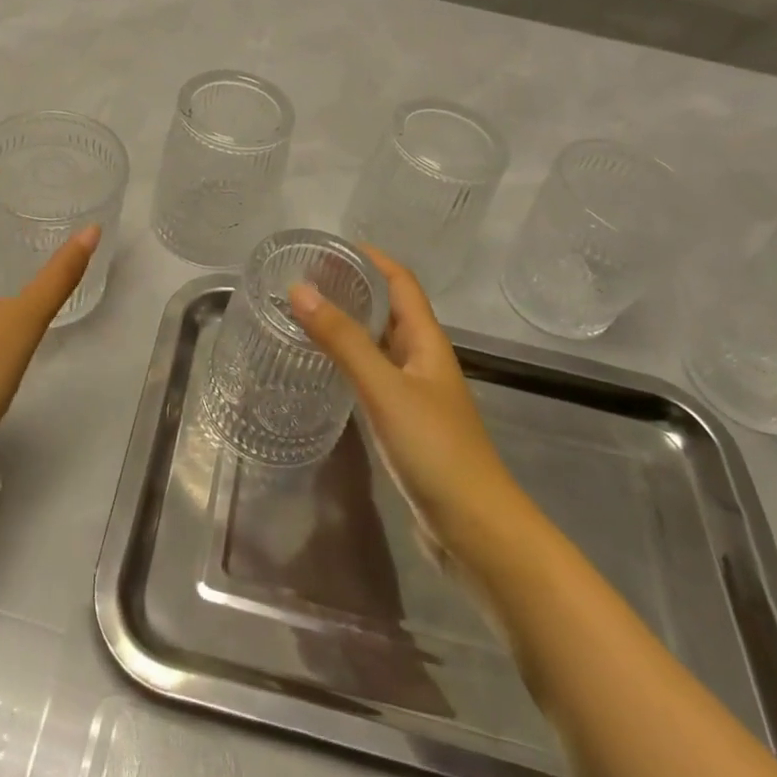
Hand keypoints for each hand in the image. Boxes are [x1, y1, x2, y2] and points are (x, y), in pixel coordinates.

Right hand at [290, 247, 521, 536]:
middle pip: (390, 309)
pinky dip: (350, 362)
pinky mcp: (406, 424)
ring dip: (350, 324)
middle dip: (354, 288)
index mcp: (427, 341)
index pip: (401, 282)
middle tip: (305, 280)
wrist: (476, 530)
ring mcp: (416, 394)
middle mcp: (423, 360)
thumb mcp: (385, 388)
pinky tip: (324, 369)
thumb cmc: (436, 449)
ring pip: (380, 344)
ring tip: (306, 315)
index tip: (330, 247)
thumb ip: (343, 340)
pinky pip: (374, 377)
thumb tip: (299, 289)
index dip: (372, 258)